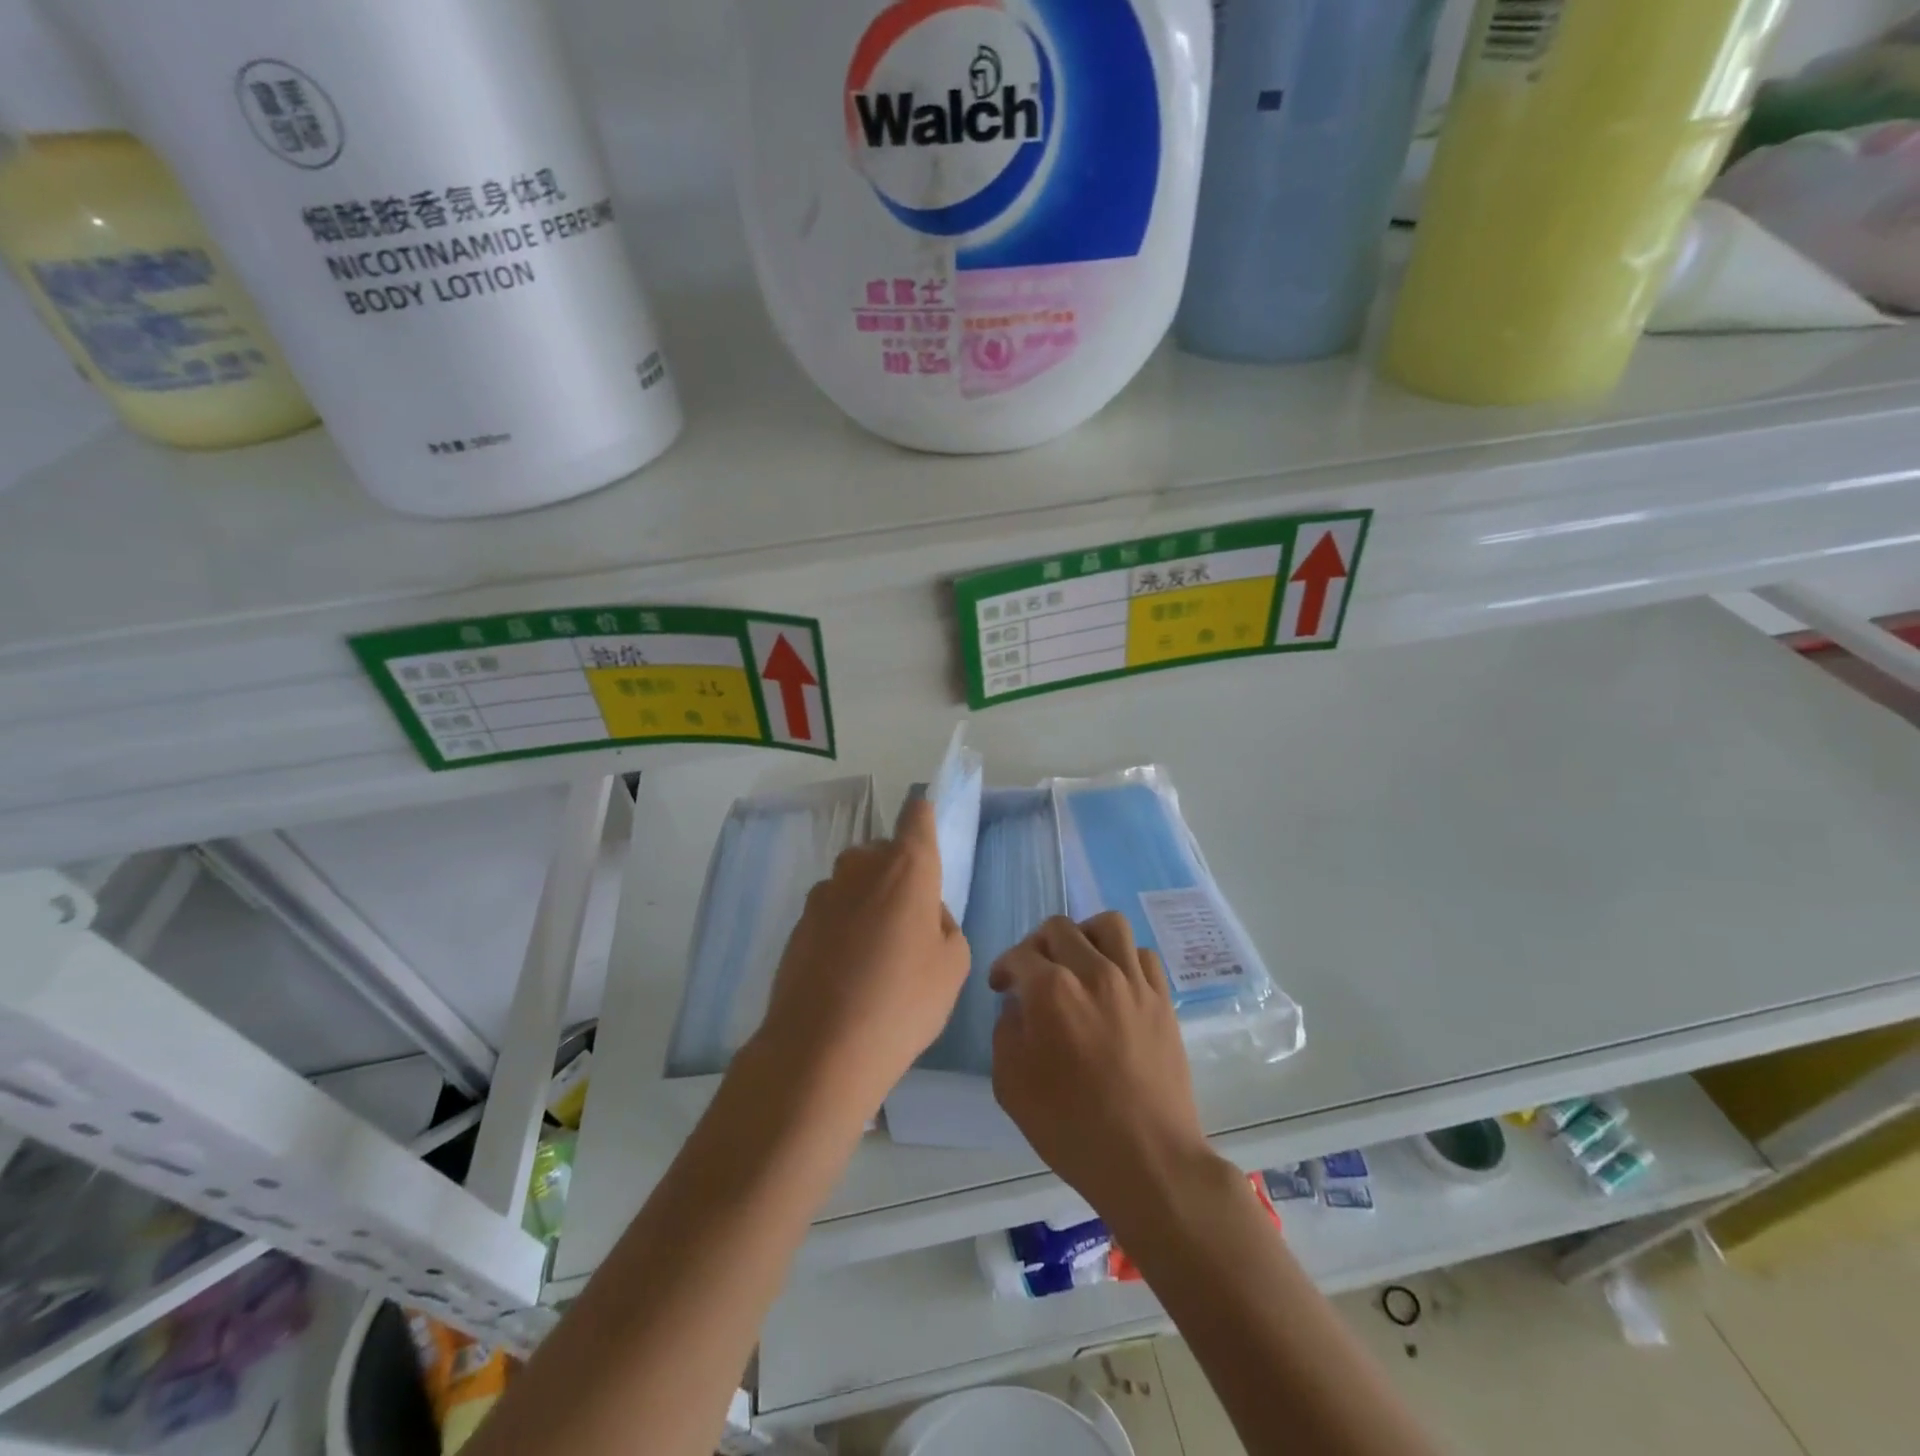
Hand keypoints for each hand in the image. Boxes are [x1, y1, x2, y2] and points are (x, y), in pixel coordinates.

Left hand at [755, 798, 970, 1115]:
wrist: (821, 1048)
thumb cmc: (903, 1001)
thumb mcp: (953, 966)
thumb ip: (945, 924)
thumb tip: (925, 913)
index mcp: (906, 867)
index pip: (916, 815)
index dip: (923, 819)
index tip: (928, 834)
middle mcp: (861, 867)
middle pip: (882, 852)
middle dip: (897, 873)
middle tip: (909, 921)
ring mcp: (823, 894)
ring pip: (854, 883)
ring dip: (867, 901)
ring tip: (876, 954)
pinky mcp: (798, 924)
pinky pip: (831, 912)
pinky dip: (842, 929)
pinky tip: (846, 973)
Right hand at [991, 913, 1215, 1215]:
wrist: (1147, 1159)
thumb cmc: (1071, 1127)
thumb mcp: (1011, 1085)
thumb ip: (1006, 1032)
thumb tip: (1018, 1007)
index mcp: (1051, 990)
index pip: (1020, 955)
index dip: (1004, 967)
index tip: (1001, 986)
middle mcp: (1093, 972)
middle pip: (1060, 928)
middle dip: (1037, 944)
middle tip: (1034, 972)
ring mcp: (1133, 982)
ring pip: (1108, 925)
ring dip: (1085, 936)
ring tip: (1078, 961)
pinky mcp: (1162, 999)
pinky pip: (1142, 954)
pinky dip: (1123, 958)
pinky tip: (1114, 983)